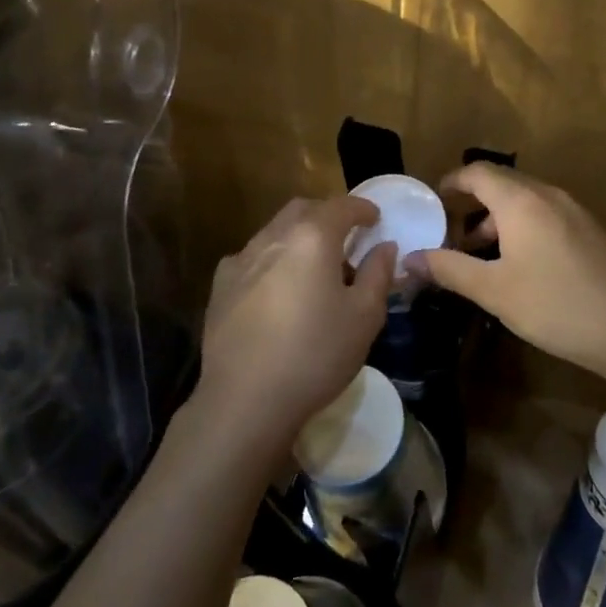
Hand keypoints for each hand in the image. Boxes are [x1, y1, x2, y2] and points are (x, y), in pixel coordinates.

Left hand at [195, 196, 395, 456]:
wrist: (245, 400)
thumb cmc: (315, 355)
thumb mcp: (365, 317)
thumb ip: (378, 274)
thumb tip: (384, 246)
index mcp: (312, 238)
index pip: (342, 206)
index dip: (362, 208)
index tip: (375, 218)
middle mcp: (273, 237)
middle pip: (303, 210)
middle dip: (328, 216)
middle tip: (346, 239)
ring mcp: (241, 260)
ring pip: (275, 231)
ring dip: (299, 237)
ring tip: (314, 268)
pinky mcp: (220, 286)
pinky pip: (252, 258)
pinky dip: (273, 260)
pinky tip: (278, 290)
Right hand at [408, 164, 605, 382]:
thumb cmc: (552, 304)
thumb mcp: (492, 290)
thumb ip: (449, 269)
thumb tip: (410, 259)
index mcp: (520, 201)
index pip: (478, 172)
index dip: (452, 182)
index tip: (433, 201)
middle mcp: (547, 195)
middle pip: (501, 183)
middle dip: (473, 202)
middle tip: (451, 232)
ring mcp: (573, 210)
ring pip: (525, 200)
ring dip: (498, 218)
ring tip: (481, 253)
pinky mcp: (589, 230)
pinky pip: (545, 213)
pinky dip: (522, 226)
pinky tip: (518, 263)